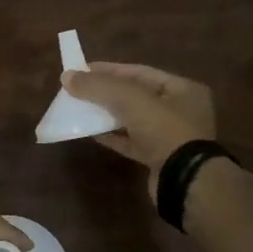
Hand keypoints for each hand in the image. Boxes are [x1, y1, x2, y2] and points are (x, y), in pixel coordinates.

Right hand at [62, 62, 216, 189]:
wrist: (185, 182)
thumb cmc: (165, 130)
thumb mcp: (131, 100)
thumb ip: (99, 86)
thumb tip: (67, 76)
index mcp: (182, 89)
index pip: (140, 72)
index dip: (109, 70)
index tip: (82, 70)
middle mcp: (180, 110)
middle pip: (136, 96)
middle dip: (106, 92)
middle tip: (78, 90)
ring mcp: (170, 136)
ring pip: (132, 119)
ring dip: (106, 114)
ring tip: (80, 109)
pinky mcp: (159, 158)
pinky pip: (131, 141)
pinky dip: (112, 136)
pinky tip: (91, 133)